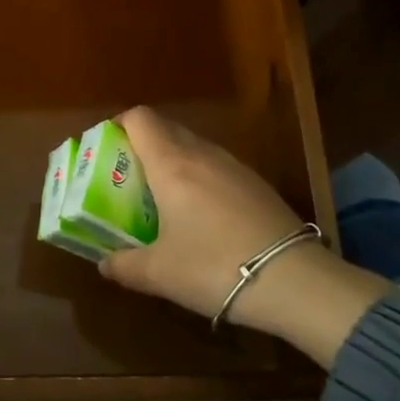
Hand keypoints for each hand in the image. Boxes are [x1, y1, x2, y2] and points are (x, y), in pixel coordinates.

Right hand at [99, 107, 392, 366]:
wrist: (295, 281)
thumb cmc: (214, 268)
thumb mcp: (160, 274)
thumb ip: (124, 266)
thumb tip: (104, 264)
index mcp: (171, 164)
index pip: (140, 118)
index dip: (118, 125)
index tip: (105, 149)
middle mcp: (202, 154)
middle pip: (165, 128)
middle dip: (141, 145)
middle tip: (126, 177)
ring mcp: (234, 166)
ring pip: (193, 146)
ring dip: (172, 161)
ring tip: (161, 197)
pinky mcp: (257, 184)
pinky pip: (216, 166)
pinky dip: (199, 177)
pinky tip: (200, 215)